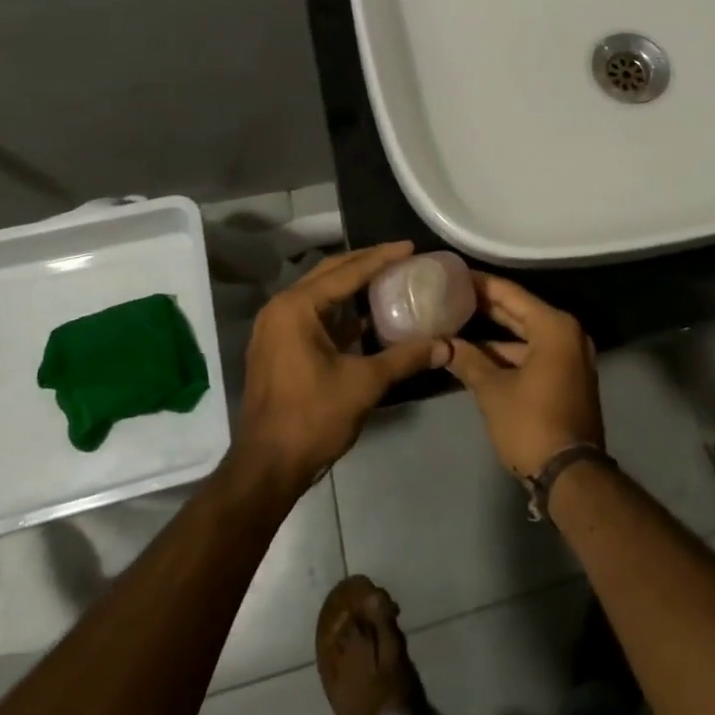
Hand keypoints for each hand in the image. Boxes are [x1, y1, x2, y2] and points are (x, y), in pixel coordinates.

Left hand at [234, 243, 450, 495]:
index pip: (347, 271)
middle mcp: (281, 309)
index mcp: (297, 308)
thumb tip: (447, 345)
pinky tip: (368, 314)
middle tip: (402, 256)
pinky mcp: (279, 348)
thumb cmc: (312, 418)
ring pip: (320, 293)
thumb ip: (406, 358)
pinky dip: (341, 309)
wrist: (267, 467)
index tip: (411, 246)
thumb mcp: (364, 383)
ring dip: (352, 284)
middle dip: (366, 262)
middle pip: (330, 273)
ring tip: (389, 277)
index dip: (382, 257)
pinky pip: (314, 315)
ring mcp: (276, 329)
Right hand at [444, 273, 601, 478]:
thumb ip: (468, 360)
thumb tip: (441, 343)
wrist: (570, 476)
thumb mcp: (492, 391)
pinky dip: (509, 353)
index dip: (480, 284)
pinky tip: (478, 353)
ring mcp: (570, 357)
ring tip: (457, 322)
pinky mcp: (567, 377)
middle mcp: (567, 334)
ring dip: (494, 333)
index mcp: (554, 327)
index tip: (454, 274)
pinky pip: (534, 353)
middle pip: (520, 311)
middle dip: (486, 306)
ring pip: (526, 335)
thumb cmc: (531, 424)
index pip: (510, 294)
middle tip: (451, 293)